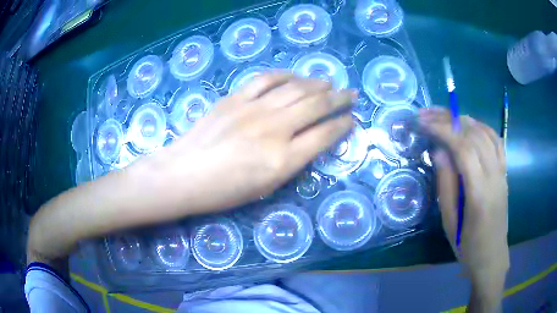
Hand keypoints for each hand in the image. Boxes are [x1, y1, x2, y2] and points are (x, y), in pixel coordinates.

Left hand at [154, 72, 354, 213]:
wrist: (183, 174)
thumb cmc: (223, 192)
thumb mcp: (264, 188)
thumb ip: (291, 163)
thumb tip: (309, 140)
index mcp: (283, 160)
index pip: (324, 135)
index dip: (342, 125)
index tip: (351, 119)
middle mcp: (274, 130)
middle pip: (315, 106)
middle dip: (339, 99)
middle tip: (350, 94)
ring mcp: (253, 109)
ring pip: (295, 88)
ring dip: (317, 84)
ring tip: (329, 83)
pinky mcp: (235, 98)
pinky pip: (266, 79)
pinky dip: (285, 75)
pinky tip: (295, 76)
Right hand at [419, 108, 508, 305]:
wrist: (491, 256)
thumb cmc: (467, 246)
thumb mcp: (449, 223)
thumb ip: (445, 185)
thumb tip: (438, 152)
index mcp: (479, 194)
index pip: (463, 149)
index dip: (443, 130)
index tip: (423, 122)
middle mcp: (494, 177)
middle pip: (474, 135)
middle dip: (449, 119)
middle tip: (427, 114)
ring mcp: (502, 172)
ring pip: (486, 133)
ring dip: (464, 119)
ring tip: (444, 115)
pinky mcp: (505, 172)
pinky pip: (496, 140)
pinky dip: (481, 126)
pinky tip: (470, 124)